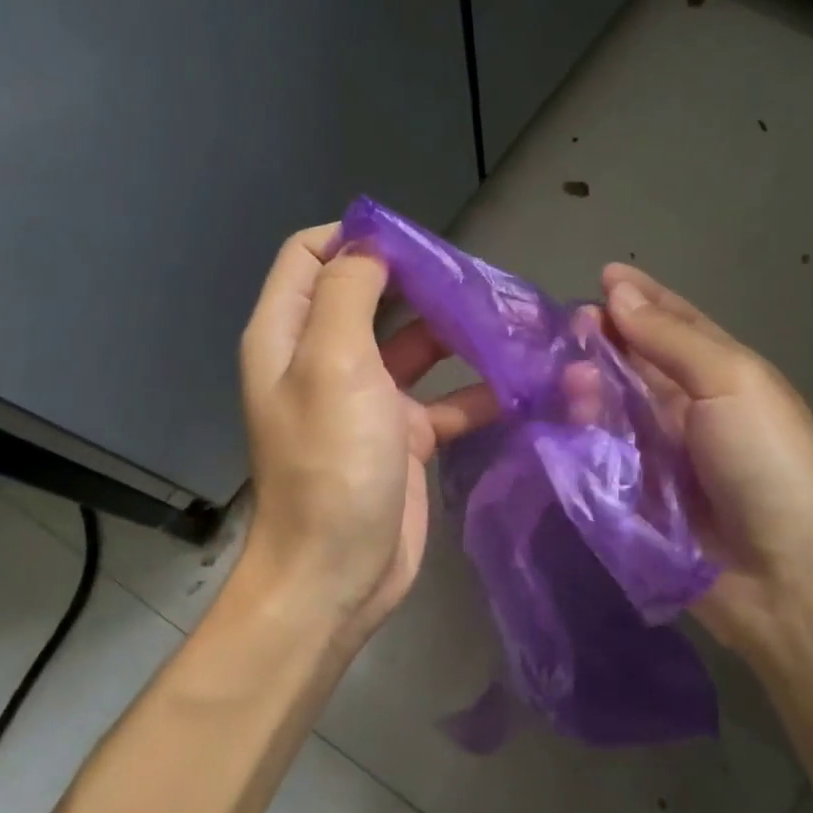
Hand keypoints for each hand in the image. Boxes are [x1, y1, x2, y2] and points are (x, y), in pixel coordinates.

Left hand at [238, 226, 496, 646]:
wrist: (339, 574)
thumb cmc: (331, 465)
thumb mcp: (333, 365)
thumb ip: (348, 294)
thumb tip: (368, 245)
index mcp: (290, 336)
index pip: (311, 256)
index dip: (356, 237)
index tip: (414, 240)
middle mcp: (324, 360)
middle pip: (371, 296)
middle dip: (419, 281)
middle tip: (474, 277)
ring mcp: (367, 400)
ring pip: (415, 346)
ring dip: (457, 333)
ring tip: (510, 320)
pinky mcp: (404, 437)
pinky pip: (445, 400)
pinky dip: (478, 391)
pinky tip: (522, 385)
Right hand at [599, 264, 812, 675]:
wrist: (783, 578)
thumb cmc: (767, 464)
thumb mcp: (732, 384)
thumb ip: (671, 339)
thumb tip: (618, 291)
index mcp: (728, 376)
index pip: (679, 325)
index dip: (643, 298)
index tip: (602, 276)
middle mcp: (694, 409)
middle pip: (639, 363)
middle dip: (607, 339)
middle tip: (571, 327)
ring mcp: (664, 454)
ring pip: (615, 404)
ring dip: (591, 383)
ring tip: (570, 373)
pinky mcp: (636, 494)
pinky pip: (602, 450)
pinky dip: (585, 429)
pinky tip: (568, 412)